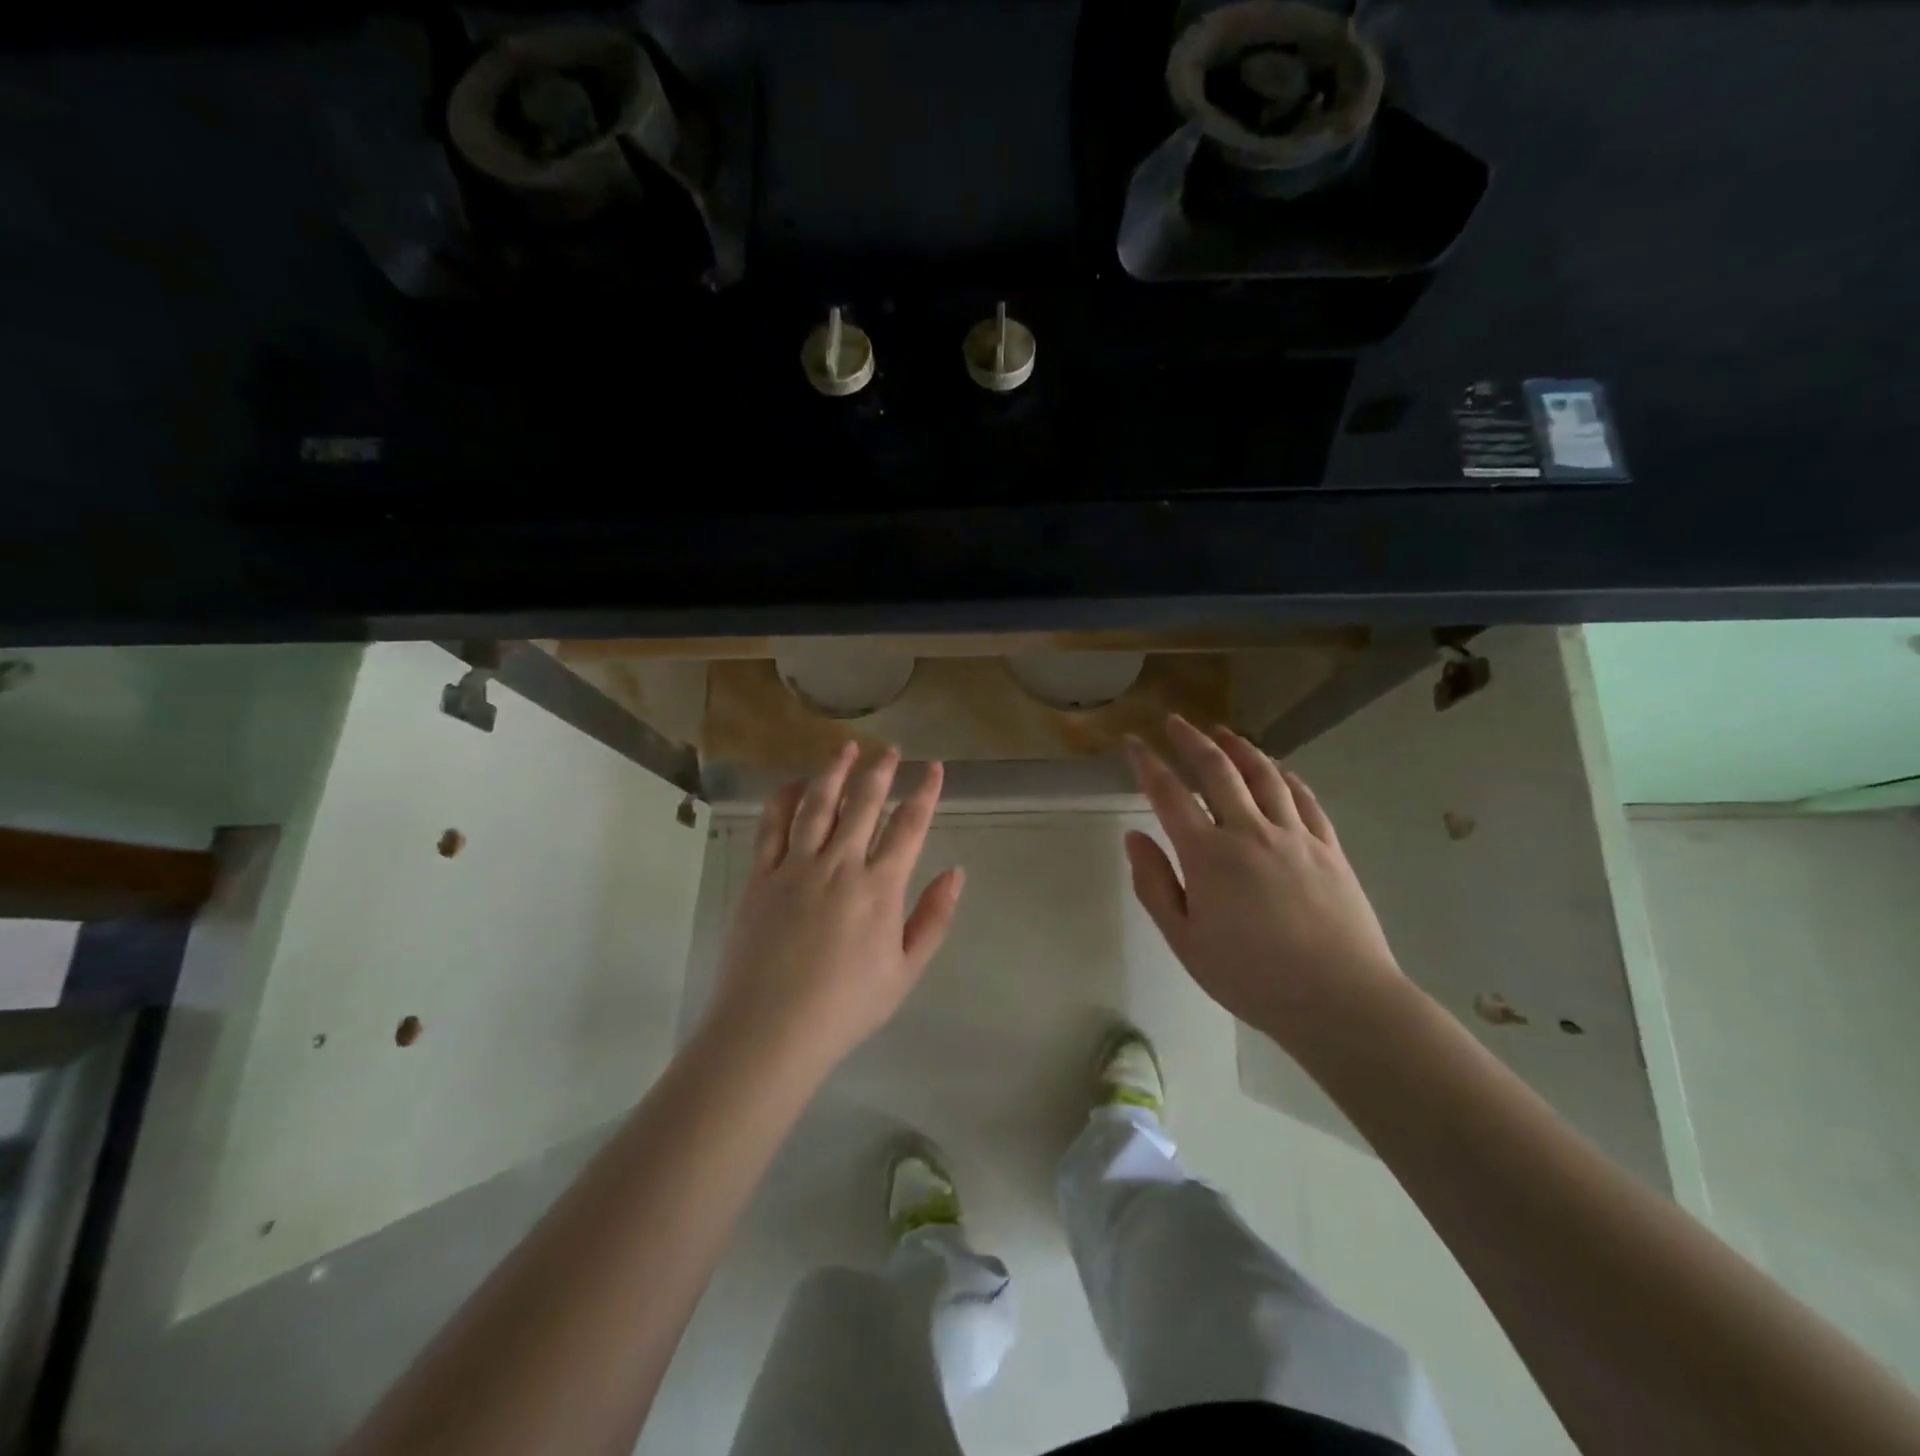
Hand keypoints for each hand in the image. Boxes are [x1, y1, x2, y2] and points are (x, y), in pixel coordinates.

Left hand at [703, 742, 964, 1075]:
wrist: (770, 1029)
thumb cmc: (846, 1006)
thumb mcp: (905, 971)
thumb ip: (933, 918)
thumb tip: (956, 873)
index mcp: (879, 887)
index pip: (909, 826)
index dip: (925, 793)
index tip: (934, 768)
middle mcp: (840, 865)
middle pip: (863, 803)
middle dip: (881, 771)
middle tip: (890, 749)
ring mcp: (796, 866)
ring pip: (818, 804)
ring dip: (835, 771)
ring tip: (846, 748)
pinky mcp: (760, 876)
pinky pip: (772, 826)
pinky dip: (784, 799)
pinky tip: (794, 783)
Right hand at [1123, 717, 1404, 1044]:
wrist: (1339, 998)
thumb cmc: (1250, 976)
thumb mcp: (1184, 940)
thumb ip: (1155, 884)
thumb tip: (1134, 837)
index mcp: (1207, 854)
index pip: (1169, 795)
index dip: (1147, 764)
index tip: (1132, 742)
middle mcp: (1249, 831)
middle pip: (1217, 770)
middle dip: (1191, 740)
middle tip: (1175, 721)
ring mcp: (1294, 835)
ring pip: (1264, 775)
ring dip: (1240, 747)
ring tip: (1223, 732)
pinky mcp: (1329, 847)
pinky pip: (1304, 798)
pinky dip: (1286, 776)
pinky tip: (1278, 770)